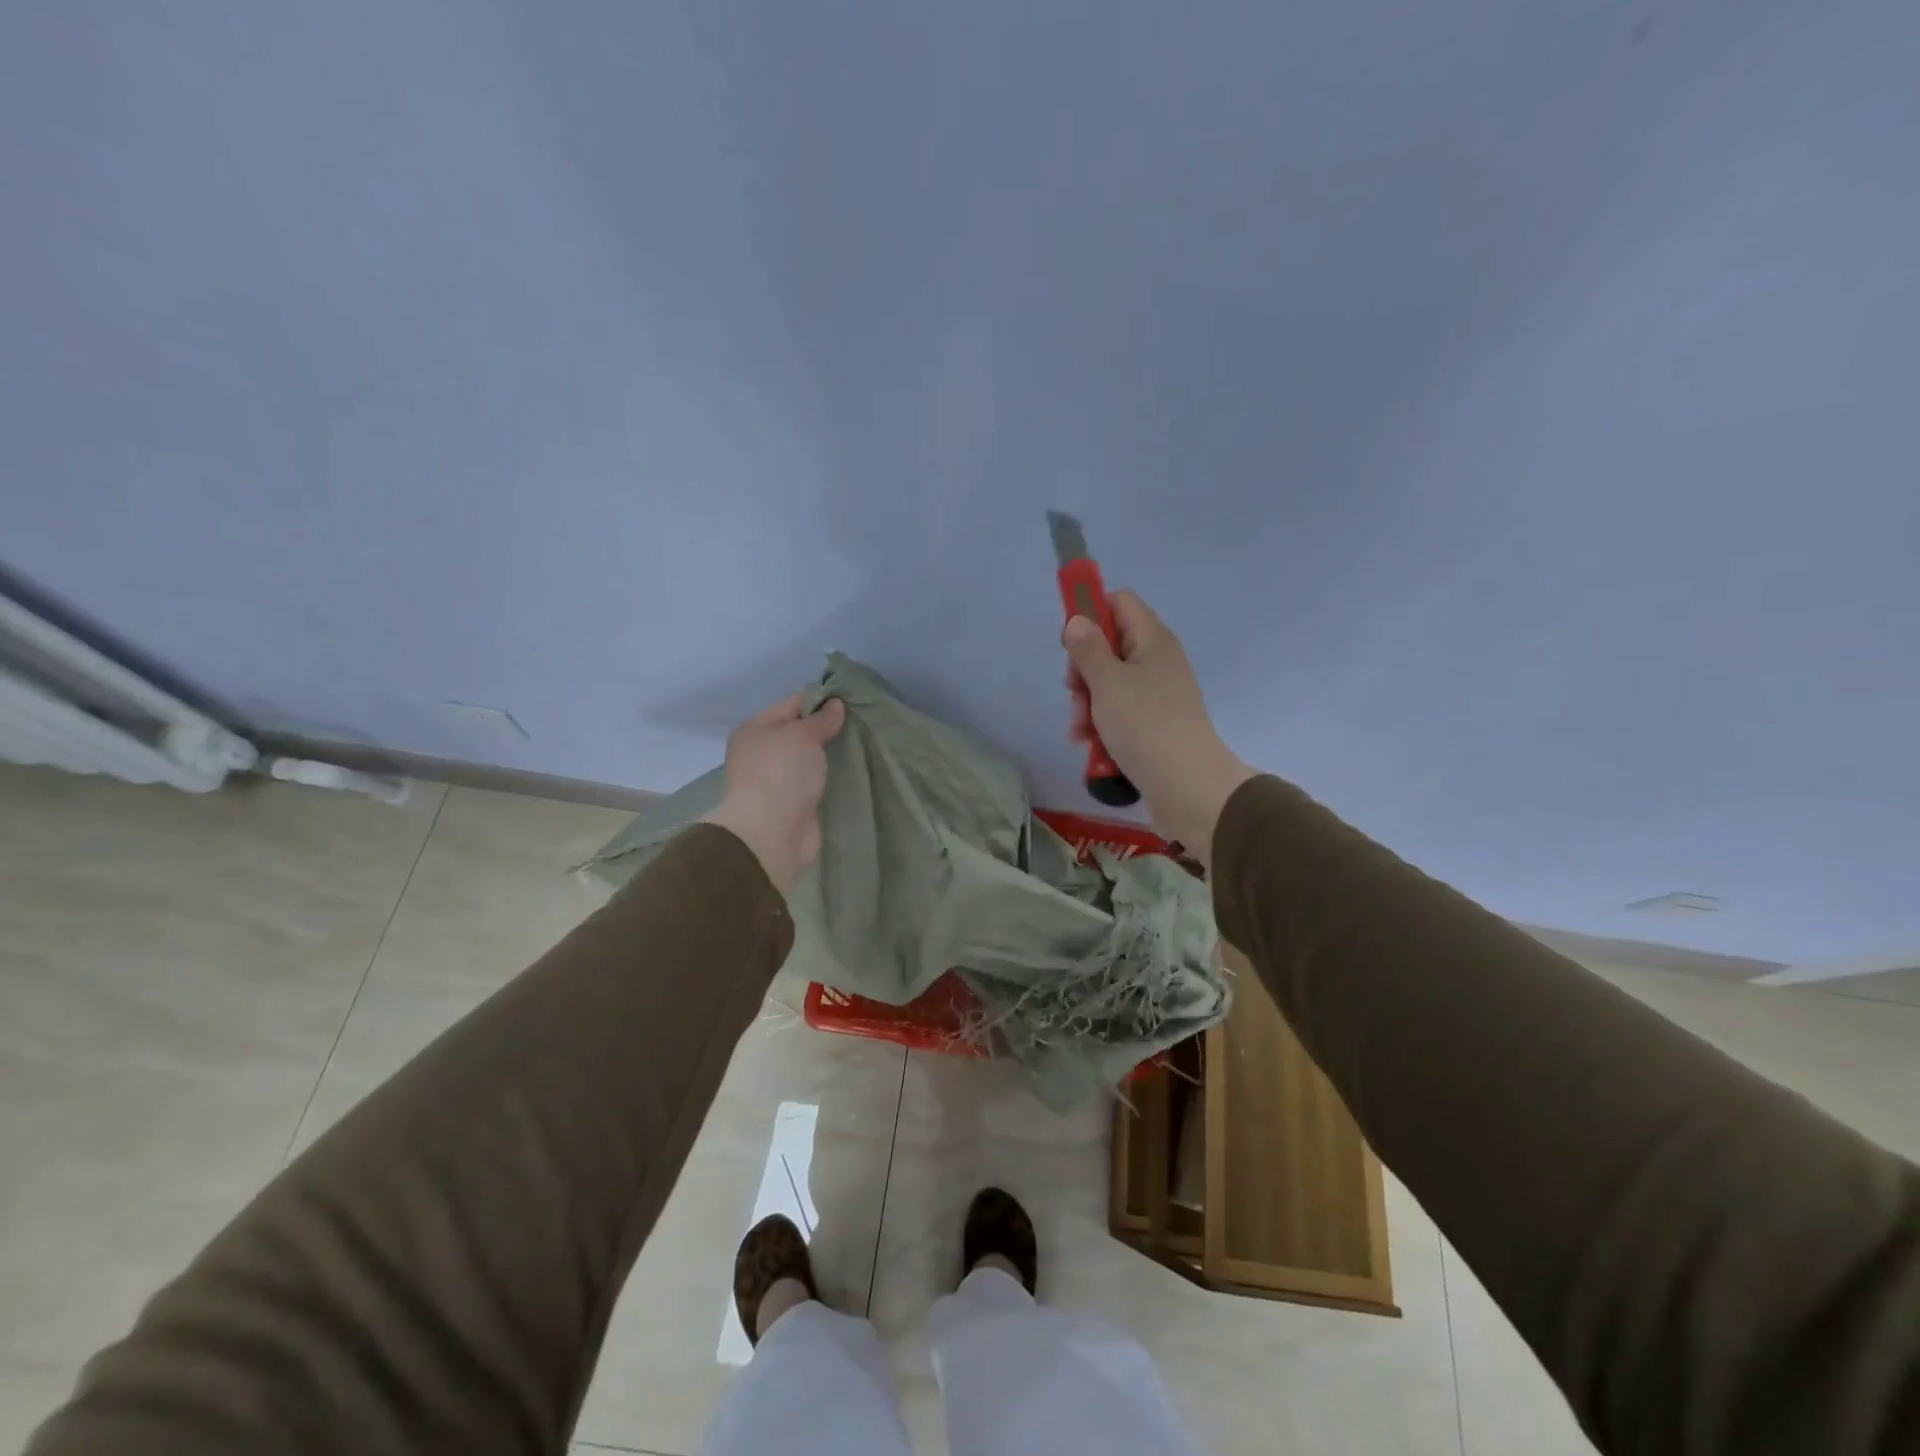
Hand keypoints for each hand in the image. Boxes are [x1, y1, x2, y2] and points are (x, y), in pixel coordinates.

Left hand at [699, 693, 846, 892]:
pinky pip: (815, 782)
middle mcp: (761, 754)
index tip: (850, 701)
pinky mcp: (793, 804)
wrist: (772, 833)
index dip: (820, 701)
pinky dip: (830, 777)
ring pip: (809, 759)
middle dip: (827, 729)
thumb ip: (821, 719)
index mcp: (754, 730)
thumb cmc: (781, 773)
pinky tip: (853, 770)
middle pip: (800, 733)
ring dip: (829, 755)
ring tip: (861, 744)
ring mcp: (776, 781)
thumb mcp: (802, 735)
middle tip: (860, 723)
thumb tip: (836, 705)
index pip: (791, 705)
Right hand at [1063, 591, 1254, 862]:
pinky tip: (1089, 744)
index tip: (1070, 642)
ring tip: (1079, 730)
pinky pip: (1120, 712)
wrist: (1187, 786)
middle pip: (1110, 646)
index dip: (1091, 613)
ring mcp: (1158, 694)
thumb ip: (1088, 648)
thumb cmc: (1144, 725)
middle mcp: (1158, 661)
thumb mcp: (1107, 682)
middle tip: (1074, 692)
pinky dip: (1102, 724)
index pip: (1120, 602)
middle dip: (1084, 670)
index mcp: (1152, 639)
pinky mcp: (1154, 724)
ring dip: (1088, 704)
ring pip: (1110, 684)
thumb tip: (1078, 620)